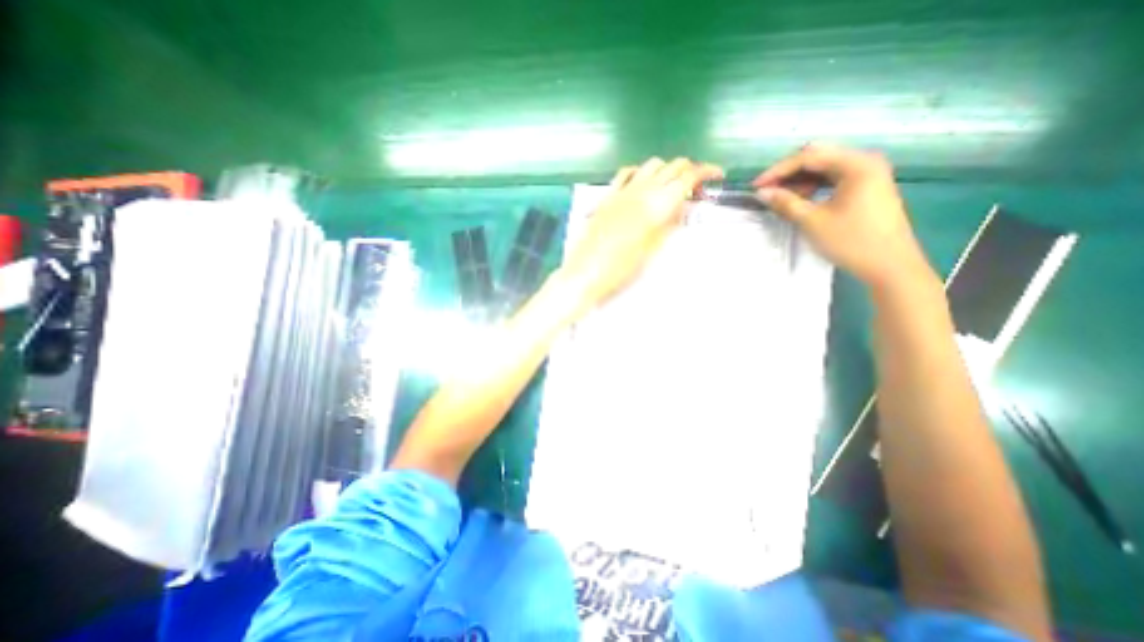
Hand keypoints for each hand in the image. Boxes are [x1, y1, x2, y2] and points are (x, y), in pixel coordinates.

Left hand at [557, 155, 722, 304]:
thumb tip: (682, 206)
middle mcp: (642, 190)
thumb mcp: (653, 249)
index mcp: (657, 204)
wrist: (587, 271)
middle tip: (695, 187)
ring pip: (651, 165)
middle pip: (672, 166)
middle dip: (689, 170)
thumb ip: (669, 223)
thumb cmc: (622, 268)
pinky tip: (642, 183)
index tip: (717, 175)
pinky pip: (625, 173)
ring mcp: (622, 191)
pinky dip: (639, 172)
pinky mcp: (607, 196)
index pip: (687, 176)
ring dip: (666, 169)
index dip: (705, 171)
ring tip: (670, 186)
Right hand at [759, 143, 932, 289]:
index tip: (756, 186)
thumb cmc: (850, 241)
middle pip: (818, 158)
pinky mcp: (867, 187)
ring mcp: (868, 174)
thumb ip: (785, 203)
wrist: (889, 265)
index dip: (778, 171)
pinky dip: (814, 186)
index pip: (809, 157)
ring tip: (781, 198)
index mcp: (856, 164)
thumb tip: (762, 193)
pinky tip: (801, 199)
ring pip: (825, 168)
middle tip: (766, 190)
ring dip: (799, 180)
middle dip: (788, 173)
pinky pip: (834, 179)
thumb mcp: (812, 221)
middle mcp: (864, 161)